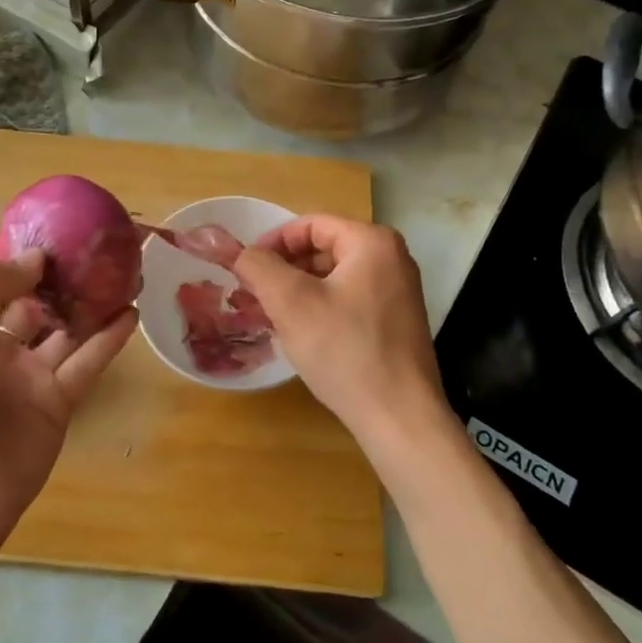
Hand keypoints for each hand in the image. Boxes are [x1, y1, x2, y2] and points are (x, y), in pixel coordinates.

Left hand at [0, 251, 135, 552]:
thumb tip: (35, 258)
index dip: (18, 257)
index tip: (52, 230)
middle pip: (33, 303)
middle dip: (59, 277)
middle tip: (95, 246)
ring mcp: (29, 378)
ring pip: (67, 330)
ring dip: (90, 303)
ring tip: (122, 271)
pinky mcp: (58, 404)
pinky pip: (87, 363)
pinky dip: (109, 339)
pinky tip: (130, 312)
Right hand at [234, 216, 447, 464]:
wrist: (399, 418)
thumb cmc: (345, 351)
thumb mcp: (291, 303)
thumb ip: (260, 267)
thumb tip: (241, 253)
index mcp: (372, 242)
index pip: (310, 225)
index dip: (272, 243)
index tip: (245, 270)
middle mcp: (392, 259)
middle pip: (323, 249)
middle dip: (284, 269)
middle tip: (253, 296)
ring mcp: (398, 292)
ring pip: (334, 277)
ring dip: (298, 291)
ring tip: (271, 318)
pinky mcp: (396, 322)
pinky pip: (348, 300)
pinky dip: (320, 309)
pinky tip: (301, 336)